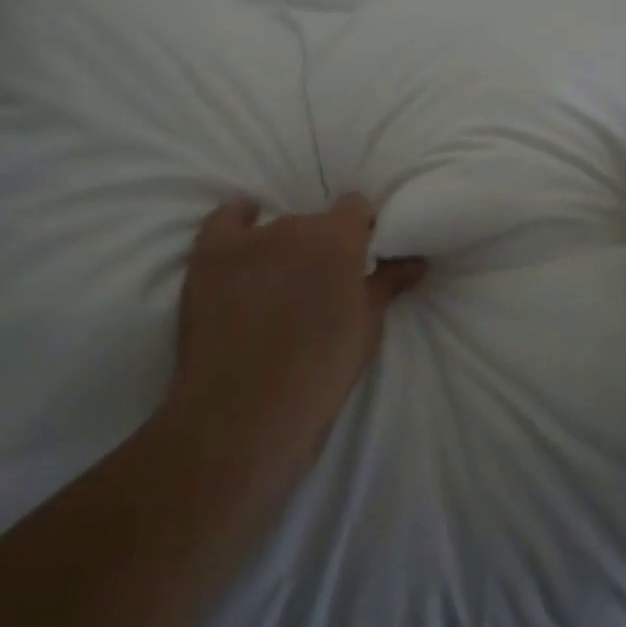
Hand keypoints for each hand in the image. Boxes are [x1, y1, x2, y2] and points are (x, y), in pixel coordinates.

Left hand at [164, 195, 426, 513]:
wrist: (243, 419)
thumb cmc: (317, 376)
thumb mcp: (365, 332)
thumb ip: (388, 285)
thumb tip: (415, 261)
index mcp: (338, 239)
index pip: (355, 207)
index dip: (359, 230)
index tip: (359, 258)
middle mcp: (295, 226)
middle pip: (313, 223)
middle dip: (319, 247)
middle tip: (317, 285)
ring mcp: (249, 239)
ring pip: (275, 228)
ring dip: (282, 248)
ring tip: (277, 285)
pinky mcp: (210, 255)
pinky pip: (226, 219)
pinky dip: (238, 221)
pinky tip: (244, 230)